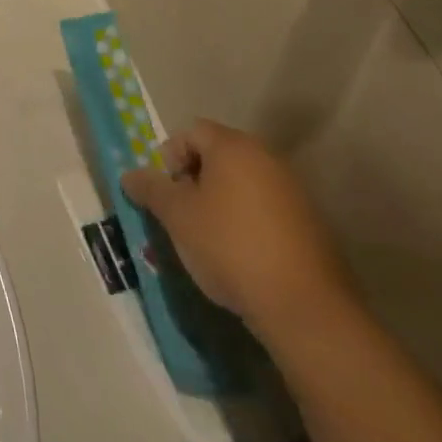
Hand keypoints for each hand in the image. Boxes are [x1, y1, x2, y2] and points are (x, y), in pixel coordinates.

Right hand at [122, 120, 356, 336]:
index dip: (170, 157)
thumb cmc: (229, 246)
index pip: (191, 132)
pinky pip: (266, 210)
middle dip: (193, 180)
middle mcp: (267, 159)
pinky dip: (247, 222)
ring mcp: (295, 192)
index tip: (165, 192)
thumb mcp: (176, 215)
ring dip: (220, 202)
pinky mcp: (312, 225)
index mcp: (234, 147)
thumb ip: (150, 188)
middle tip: (181, 214)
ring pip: (242, 184)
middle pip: (218, 156)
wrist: (305, 309)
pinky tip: (241, 255)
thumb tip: (129, 175)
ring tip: (207, 238)